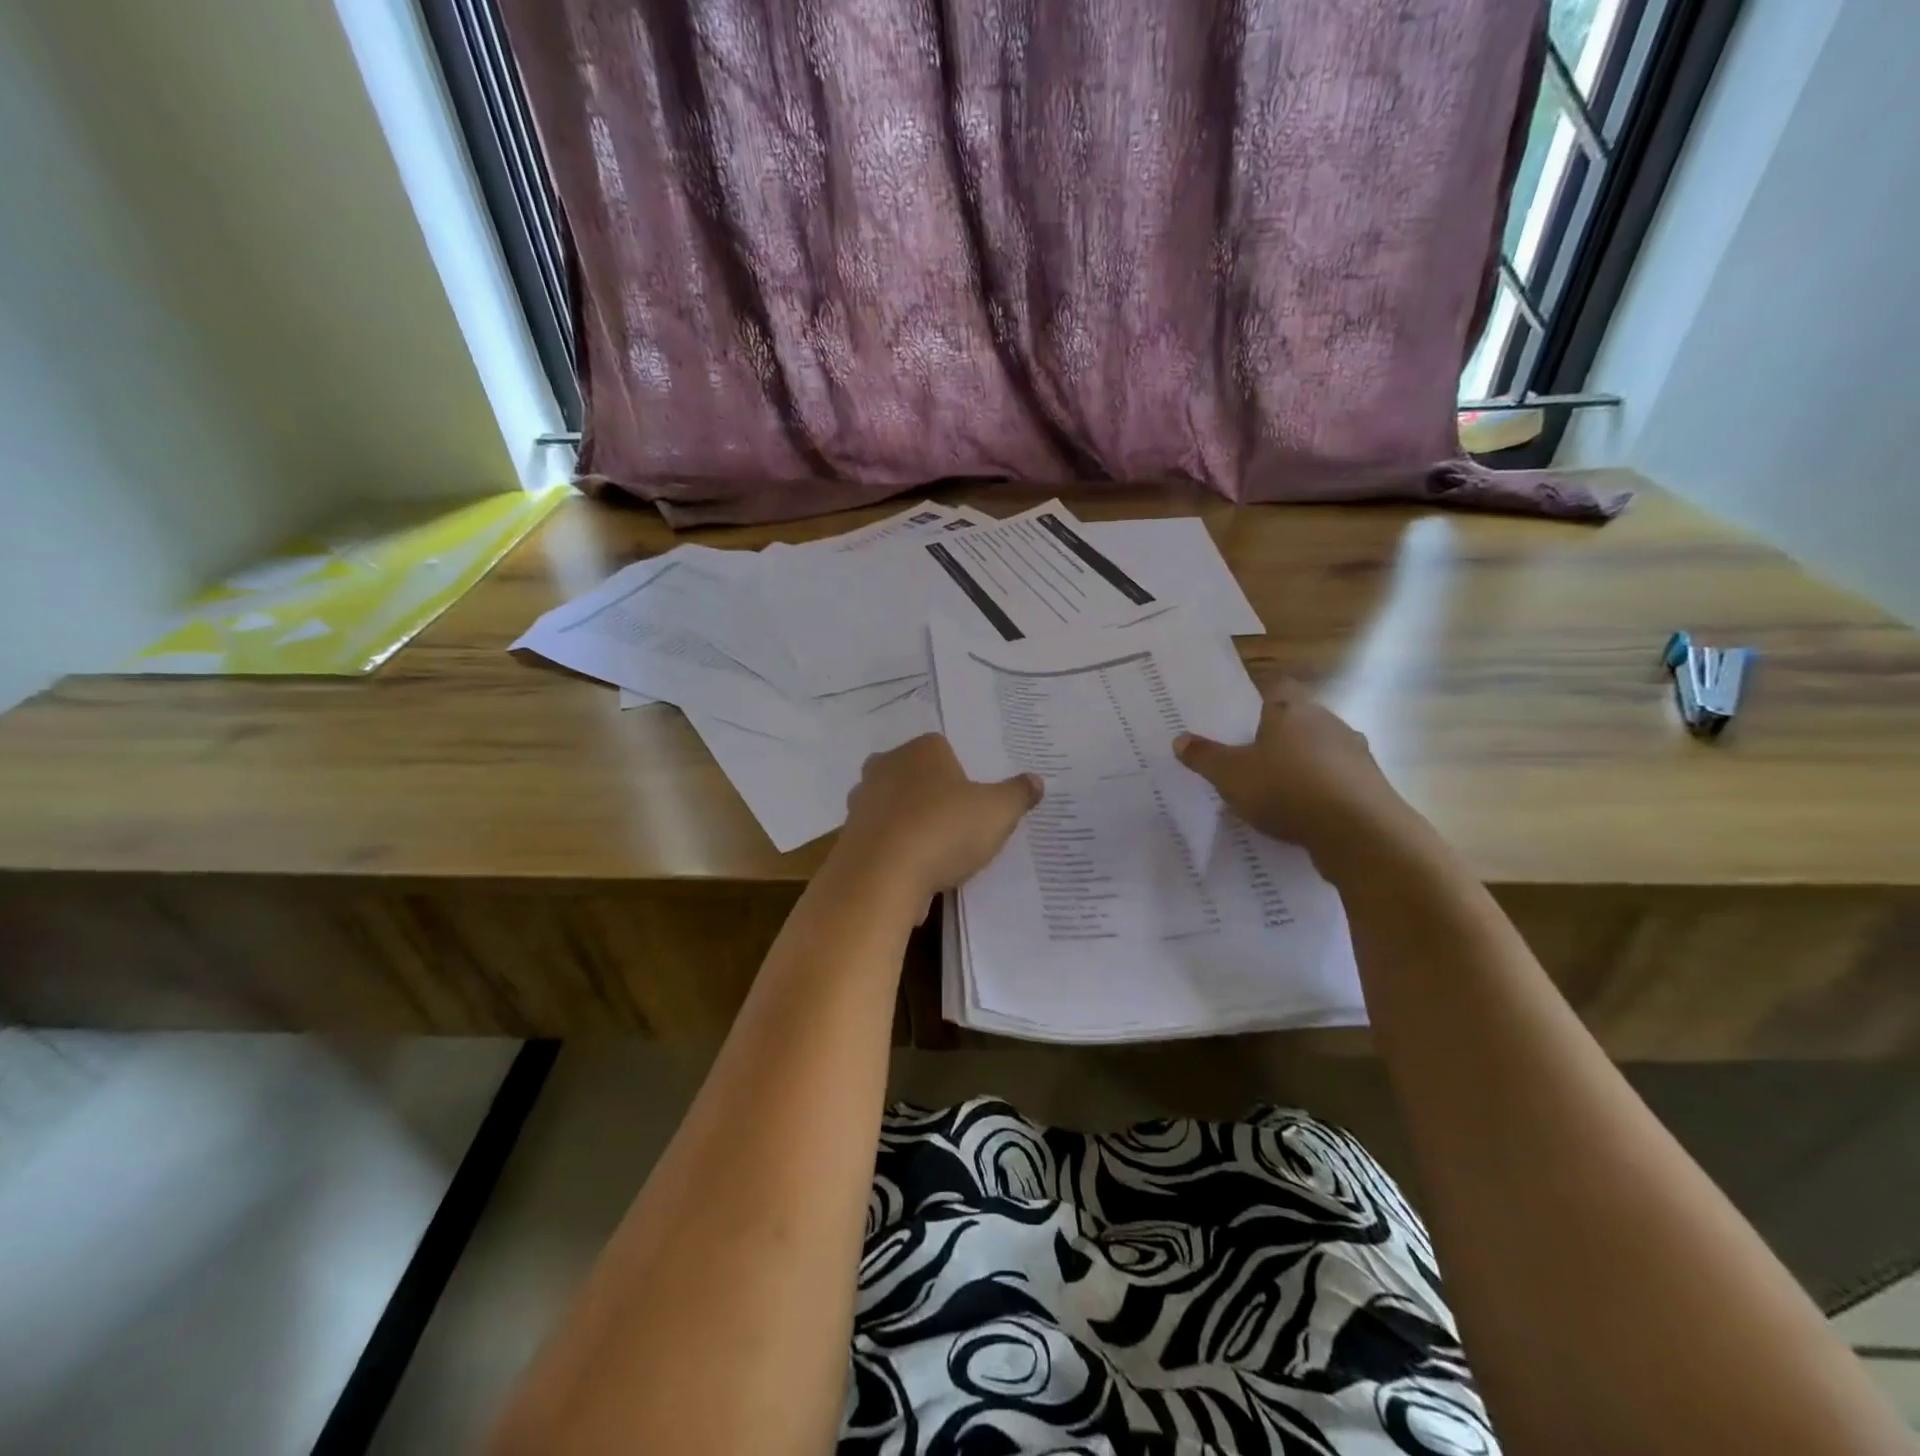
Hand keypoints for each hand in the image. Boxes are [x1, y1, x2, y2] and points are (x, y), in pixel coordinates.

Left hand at [835, 734, 1041, 906]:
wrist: (881, 877)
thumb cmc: (944, 830)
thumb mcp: (998, 812)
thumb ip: (1018, 794)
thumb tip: (1035, 780)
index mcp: (922, 749)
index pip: (943, 749)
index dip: (960, 775)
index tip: (974, 803)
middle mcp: (885, 766)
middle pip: (914, 776)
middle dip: (931, 796)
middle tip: (956, 826)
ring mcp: (861, 801)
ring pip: (893, 808)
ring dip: (910, 826)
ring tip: (935, 857)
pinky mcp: (847, 836)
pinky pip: (879, 840)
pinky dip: (893, 854)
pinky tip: (911, 877)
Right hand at [1174, 682, 1418, 867]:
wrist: (1359, 832)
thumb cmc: (1286, 789)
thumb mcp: (1230, 775)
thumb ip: (1204, 757)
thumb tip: (1179, 739)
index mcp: (1292, 709)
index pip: (1277, 686)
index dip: (1259, 700)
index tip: (1242, 721)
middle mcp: (1328, 722)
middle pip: (1299, 719)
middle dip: (1278, 737)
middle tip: (1251, 760)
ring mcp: (1355, 753)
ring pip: (1321, 751)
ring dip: (1302, 766)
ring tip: (1276, 793)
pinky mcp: (1370, 785)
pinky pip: (1337, 781)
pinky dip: (1321, 793)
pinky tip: (1304, 816)